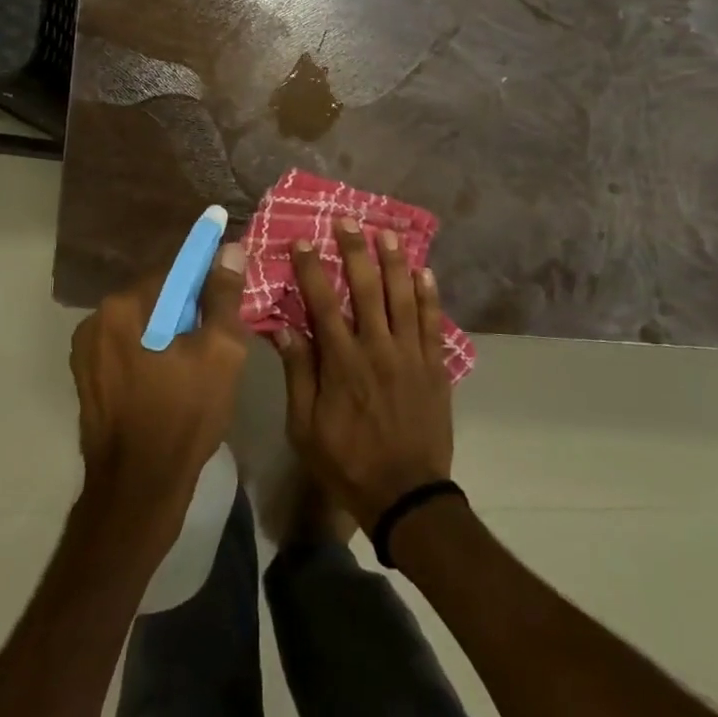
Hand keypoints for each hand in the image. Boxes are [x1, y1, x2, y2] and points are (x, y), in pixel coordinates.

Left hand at [70, 241, 249, 530]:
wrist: (138, 491)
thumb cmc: (184, 417)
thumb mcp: (220, 352)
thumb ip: (223, 296)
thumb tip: (229, 249)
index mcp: (123, 306)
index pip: (174, 271)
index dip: (206, 279)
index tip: (228, 294)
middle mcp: (95, 319)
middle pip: (156, 296)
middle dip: (188, 309)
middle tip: (218, 337)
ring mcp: (86, 351)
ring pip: (141, 324)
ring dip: (168, 331)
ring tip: (196, 364)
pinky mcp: (87, 378)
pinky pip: (127, 348)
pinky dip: (150, 353)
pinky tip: (171, 381)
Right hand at [274, 219, 454, 531]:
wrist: (406, 495)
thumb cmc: (347, 461)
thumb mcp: (305, 427)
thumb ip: (298, 374)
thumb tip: (283, 327)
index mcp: (342, 362)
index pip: (323, 303)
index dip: (312, 269)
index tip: (303, 241)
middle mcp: (377, 348)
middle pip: (367, 288)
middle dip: (355, 250)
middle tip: (348, 221)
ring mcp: (410, 355)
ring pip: (403, 296)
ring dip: (394, 261)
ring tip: (386, 232)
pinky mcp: (434, 366)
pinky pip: (432, 322)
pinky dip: (429, 294)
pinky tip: (424, 271)